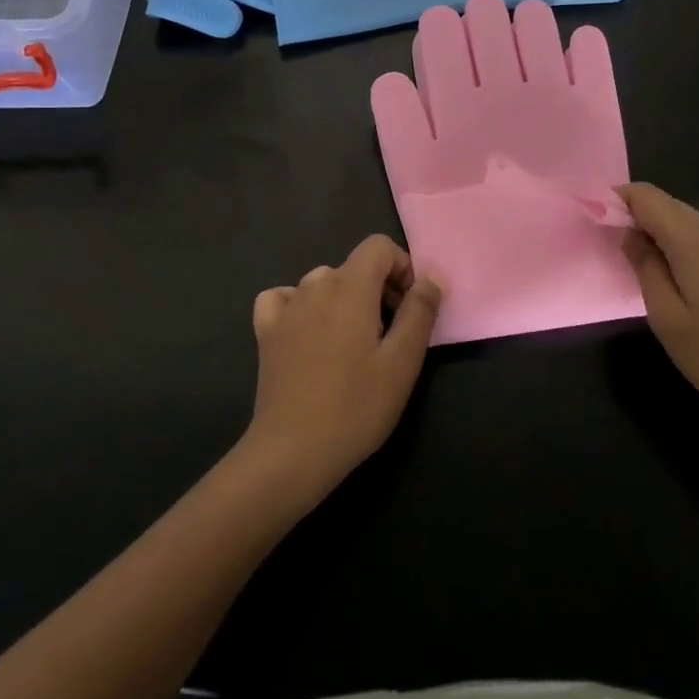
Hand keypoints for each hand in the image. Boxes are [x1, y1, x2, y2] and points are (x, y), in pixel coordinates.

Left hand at [241, 235, 442, 499]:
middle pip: (354, 267)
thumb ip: (420, 311)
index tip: (410, 307)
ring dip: (344, 300)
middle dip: (378, 289)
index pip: (378, 246)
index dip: (401, 267)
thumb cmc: (356, 406)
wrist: (293, 451)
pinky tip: (308, 334)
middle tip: (390, 336)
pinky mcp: (266, 330)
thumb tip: (432, 275)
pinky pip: (285, 298)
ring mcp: (286, 306)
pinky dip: (301, 306)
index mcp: (350, 286)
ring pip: (322, 283)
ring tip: (353, 345)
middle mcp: (315, 284)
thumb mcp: (403, 362)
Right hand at [619, 183, 698, 450]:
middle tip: (609, 245)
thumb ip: (644, 267)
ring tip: (636, 262)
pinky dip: (678, 243)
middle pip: (666, 203)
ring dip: (656, 230)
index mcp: (695, 241)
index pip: (646, 196)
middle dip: (634, 214)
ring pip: (685, 219)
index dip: (616, 200)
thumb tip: (630, 234)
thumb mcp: (667, 318)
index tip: (593, 220)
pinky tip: (671, 273)